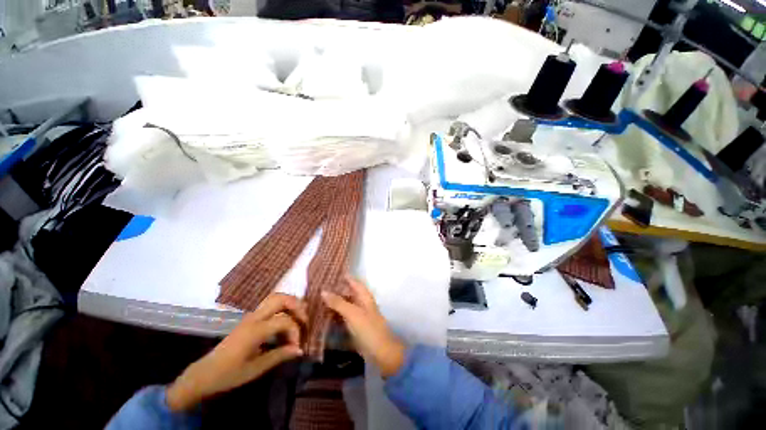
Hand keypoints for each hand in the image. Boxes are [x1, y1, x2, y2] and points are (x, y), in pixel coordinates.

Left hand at [166, 293, 306, 410]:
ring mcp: (251, 316)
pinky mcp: (250, 318)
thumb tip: (300, 350)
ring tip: (299, 315)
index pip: (284, 320)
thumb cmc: (229, 374)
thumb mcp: (255, 369)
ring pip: (275, 297)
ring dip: (290, 303)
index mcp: (254, 331)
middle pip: (280, 298)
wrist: (205, 373)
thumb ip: (279, 356)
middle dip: (297, 305)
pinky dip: (283, 306)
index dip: (295, 331)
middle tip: (305, 319)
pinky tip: (288, 318)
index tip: (297, 347)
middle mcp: (254, 318)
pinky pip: (270, 304)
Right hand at [322, 277, 404, 377]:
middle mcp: (361, 303)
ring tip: (317, 300)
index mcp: (364, 296)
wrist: (380, 352)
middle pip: (347, 293)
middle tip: (318, 288)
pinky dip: (334, 315)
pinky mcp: (354, 327)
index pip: (353, 281)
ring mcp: (358, 315)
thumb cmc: (368, 329)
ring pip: (344, 305)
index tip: (329, 273)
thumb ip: (338, 302)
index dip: (343, 277)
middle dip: (335, 290)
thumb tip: (323, 291)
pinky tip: (323, 316)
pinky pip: (342, 317)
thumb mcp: (352, 313)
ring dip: (333, 303)